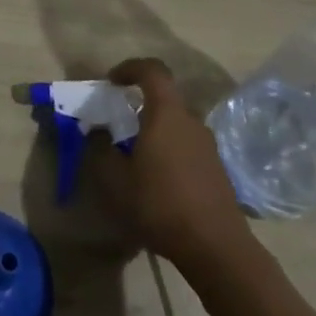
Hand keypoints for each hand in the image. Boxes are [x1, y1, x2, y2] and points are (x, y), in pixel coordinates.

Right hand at [86, 58, 252, 275]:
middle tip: (118, 125)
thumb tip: (98, 132)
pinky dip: (169, 150)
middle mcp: (191, 121)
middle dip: (139, 105)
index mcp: (166, 114)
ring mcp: (208, 145)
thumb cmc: (159, 204)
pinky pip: (186, 146)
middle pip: (164, 99)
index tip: (112, 82)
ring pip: (175, 124)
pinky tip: (157, 180)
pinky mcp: (216, 168)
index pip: (152, 70)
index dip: (130, 68)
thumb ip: (101, 149)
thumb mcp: (115, 179)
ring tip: (135, 157)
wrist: (215, 247)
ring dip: (154, 131)